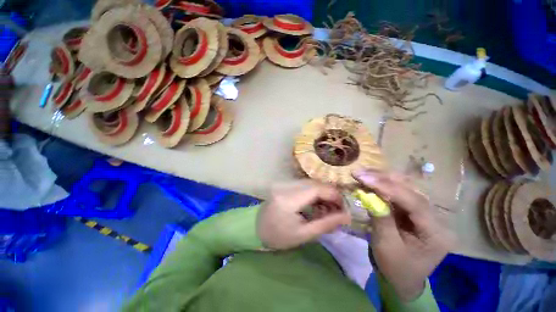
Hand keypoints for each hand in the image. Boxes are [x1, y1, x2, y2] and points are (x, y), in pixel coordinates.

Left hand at [257, 181, 351, 249]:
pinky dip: (315, 193)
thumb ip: (326, 224)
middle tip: (336, 212)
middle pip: (316, 184)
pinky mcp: (285, 184)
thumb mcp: (304, 235)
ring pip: (312, 183)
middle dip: (331, 196)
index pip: (317, 189)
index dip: (335, 196)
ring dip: (323, 195)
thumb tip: (347, 217)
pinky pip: (305, 185)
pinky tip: (316, 205)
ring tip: (326, 211)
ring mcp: (285, 183)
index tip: (344, 209)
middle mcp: (286, 186)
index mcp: (289, 199)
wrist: (257, 228)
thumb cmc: (279, 236)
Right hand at [354, 170, 451, 301]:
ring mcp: (425, 212)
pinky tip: (369, 180)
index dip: (389, 188)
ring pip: (404, 187)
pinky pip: (397, 192)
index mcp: (436, 232)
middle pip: (411, 190)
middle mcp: (435, 217)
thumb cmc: (396, 267)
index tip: (365, 178)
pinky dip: (381, 185)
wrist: (402, 278)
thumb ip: (381, 219)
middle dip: (383, 179)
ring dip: (381, 179)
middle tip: (360, 173)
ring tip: (362, 174)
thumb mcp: (386, 246)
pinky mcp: (413, 210)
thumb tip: (369, 195)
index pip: (414, 203)